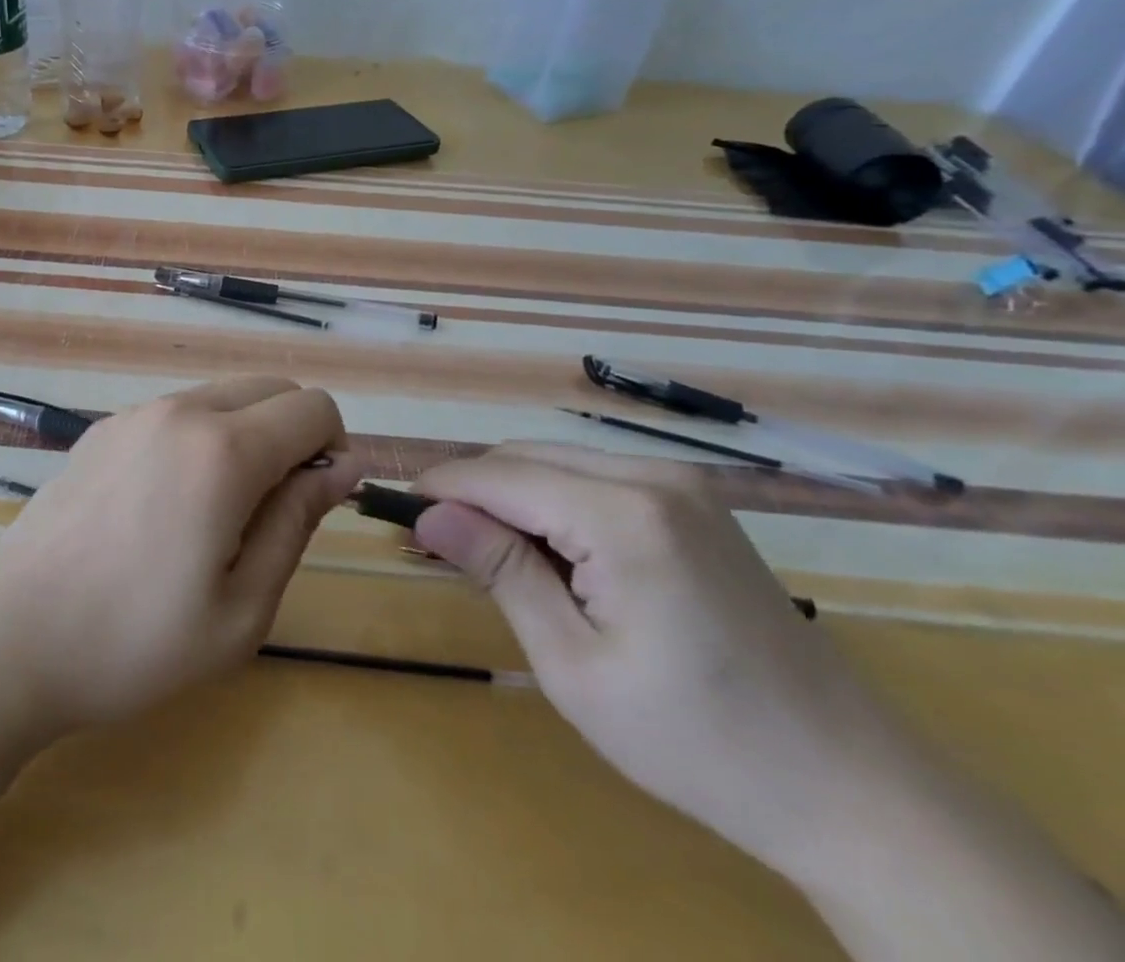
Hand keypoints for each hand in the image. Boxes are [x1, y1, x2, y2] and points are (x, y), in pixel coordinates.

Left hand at [0, 376, 356, 734]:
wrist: (11, 635)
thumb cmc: (135, 640)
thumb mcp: (242, 608)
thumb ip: (297, 522)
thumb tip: (341, 466)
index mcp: (223, 450)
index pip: (313, 407)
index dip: (333, 449)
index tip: (316, 503)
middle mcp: (180, 411)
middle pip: (270, 387)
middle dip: (294, 434)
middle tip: (272, 512)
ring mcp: (135, 414)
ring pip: (223, 397)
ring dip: (246, 435)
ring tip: (217, 515)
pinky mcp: (104, 428)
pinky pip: (177, 413)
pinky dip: (200, 438)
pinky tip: (166, 506)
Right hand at [411, 443, 931, 879]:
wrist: (852, 788)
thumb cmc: (699, 741)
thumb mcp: (575, 665)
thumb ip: (500, 571)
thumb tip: (428, 514)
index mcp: (624, 514)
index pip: (499, 475)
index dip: (440, 488)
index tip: (394, 511)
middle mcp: (653, 477)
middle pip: (525, 457)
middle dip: (473, 492)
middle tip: (435, 544)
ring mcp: (682, 485)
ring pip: (556, 461)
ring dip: (510, 496)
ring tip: (485, 554)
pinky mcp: (694, 503)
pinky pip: (594, 478)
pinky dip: (552, 502)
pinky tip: (549, 554)